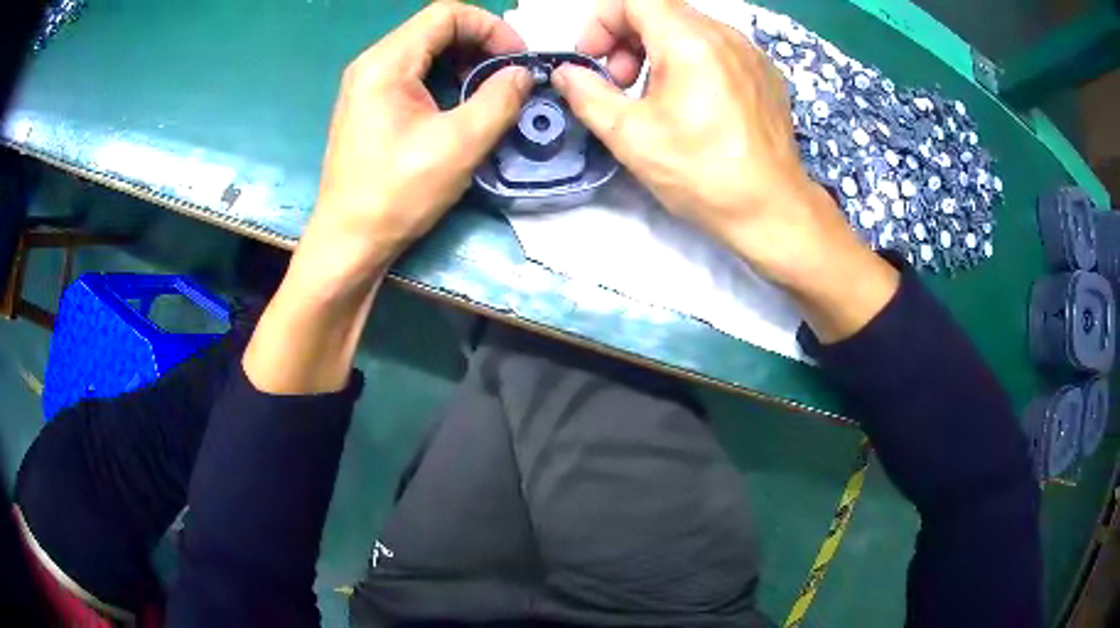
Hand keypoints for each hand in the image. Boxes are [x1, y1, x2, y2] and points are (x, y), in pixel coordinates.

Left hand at [245, 2, 531, 393]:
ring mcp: (367, 85)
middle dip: (481, 42)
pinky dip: (446, 78)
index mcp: (386, 63)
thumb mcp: (459, 144)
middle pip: (435, 28)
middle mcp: (372, 64)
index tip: (518, 58)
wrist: (349, 243)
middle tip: (510, 73)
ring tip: (492, 89)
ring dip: (465, 61)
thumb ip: (500, 99)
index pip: (447, 14)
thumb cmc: (397, 194)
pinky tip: (462, 103)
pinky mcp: (369, 106)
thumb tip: (523, 74)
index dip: (490, 26)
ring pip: (426, 50)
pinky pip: (414, 74)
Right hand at [553, 0, 897, 340]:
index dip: (601, 22)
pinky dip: (688, 62)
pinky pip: (715, 49)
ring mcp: (750, 53)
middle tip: (618, 83)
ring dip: (655, 52)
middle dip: (625, 39)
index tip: (593, 60)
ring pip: (688, 30)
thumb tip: (566, 73)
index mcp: (691, 40)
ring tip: (652, 97)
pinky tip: (690, 104)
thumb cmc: (702, 173)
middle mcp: (725, 35)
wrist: (773, 210)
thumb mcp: (630, 136)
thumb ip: (587, 94)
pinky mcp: (764, 74)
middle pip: (660, 11)